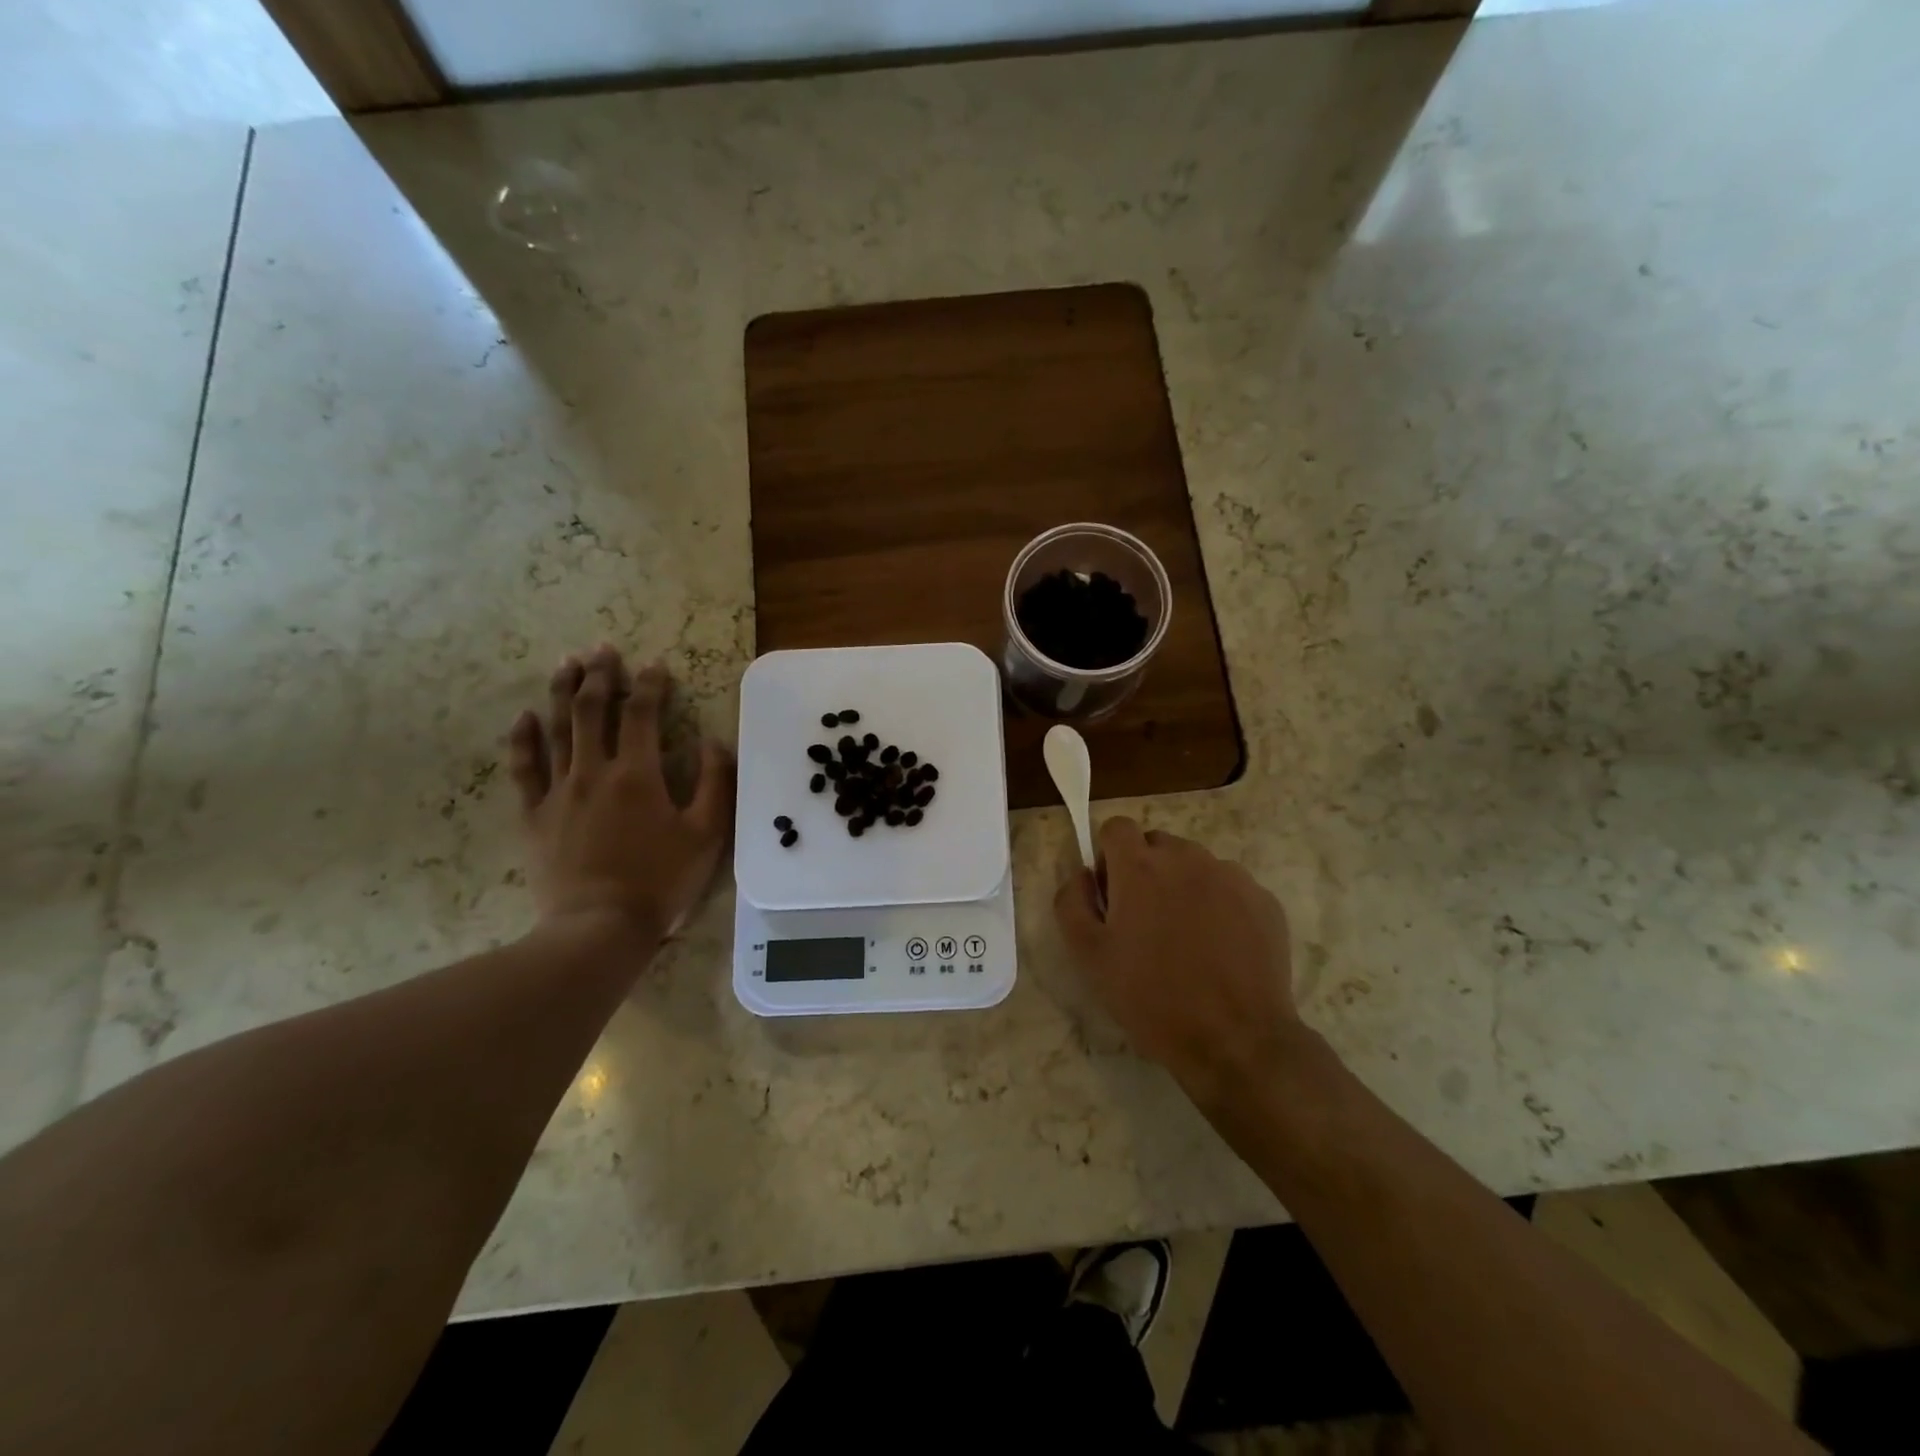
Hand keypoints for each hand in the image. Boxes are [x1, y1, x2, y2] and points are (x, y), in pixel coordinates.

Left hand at [507, 645, 734, 945]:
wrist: (599, 926)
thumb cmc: (661, 880)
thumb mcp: (707, 834)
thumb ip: (716, 783)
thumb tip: (713, 741)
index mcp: (638, 774)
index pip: (642, 714)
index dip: (650, 685)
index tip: (655, 664)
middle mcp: (593, 771)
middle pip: (591, 710)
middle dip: (599, 675)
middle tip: (602, 648)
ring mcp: (558, 792)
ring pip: (556, 729)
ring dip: (561, 692)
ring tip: (566, 663)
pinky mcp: (534, 816)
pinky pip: (524, 769)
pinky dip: (523, 740)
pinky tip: (523, 717)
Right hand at [1054, 817, 1298, 1107]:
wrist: (1236, 1040)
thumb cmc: (1152, 998)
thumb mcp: (1089, 956)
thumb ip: (1072, 902)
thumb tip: (1083, 875)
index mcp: (1140, 867)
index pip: (1116, 827)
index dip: (1108, 856)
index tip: (1112, 895)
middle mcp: (1187, 858)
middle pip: (1157, 844)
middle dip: (1146, 871)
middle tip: (1145, 922)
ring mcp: (1231, 876)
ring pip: (1195, 865)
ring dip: (1183, 886)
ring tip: (1187, 939)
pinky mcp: (1263, 900)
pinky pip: (1230, 887)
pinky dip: (1219, 905)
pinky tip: (1220, 949)